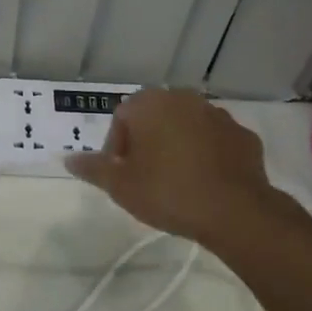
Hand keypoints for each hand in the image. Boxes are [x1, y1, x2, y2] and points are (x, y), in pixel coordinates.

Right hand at [65, 89, 284, 242]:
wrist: (236, 211)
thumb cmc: (168, 192)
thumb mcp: (120, 186)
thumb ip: (93, 169)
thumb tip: (68, 160)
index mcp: (150, 104)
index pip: (122, 118)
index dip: (116, 148)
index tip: (121, 175)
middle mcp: (184, 98)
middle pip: (155, 117)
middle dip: (147, 143)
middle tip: (145, 178)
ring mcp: (218, 115)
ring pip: (187, 127)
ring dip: (178, 146)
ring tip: (177, 182)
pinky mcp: (243, 136)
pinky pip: (216, 142)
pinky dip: (208, 155)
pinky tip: (206, 183)